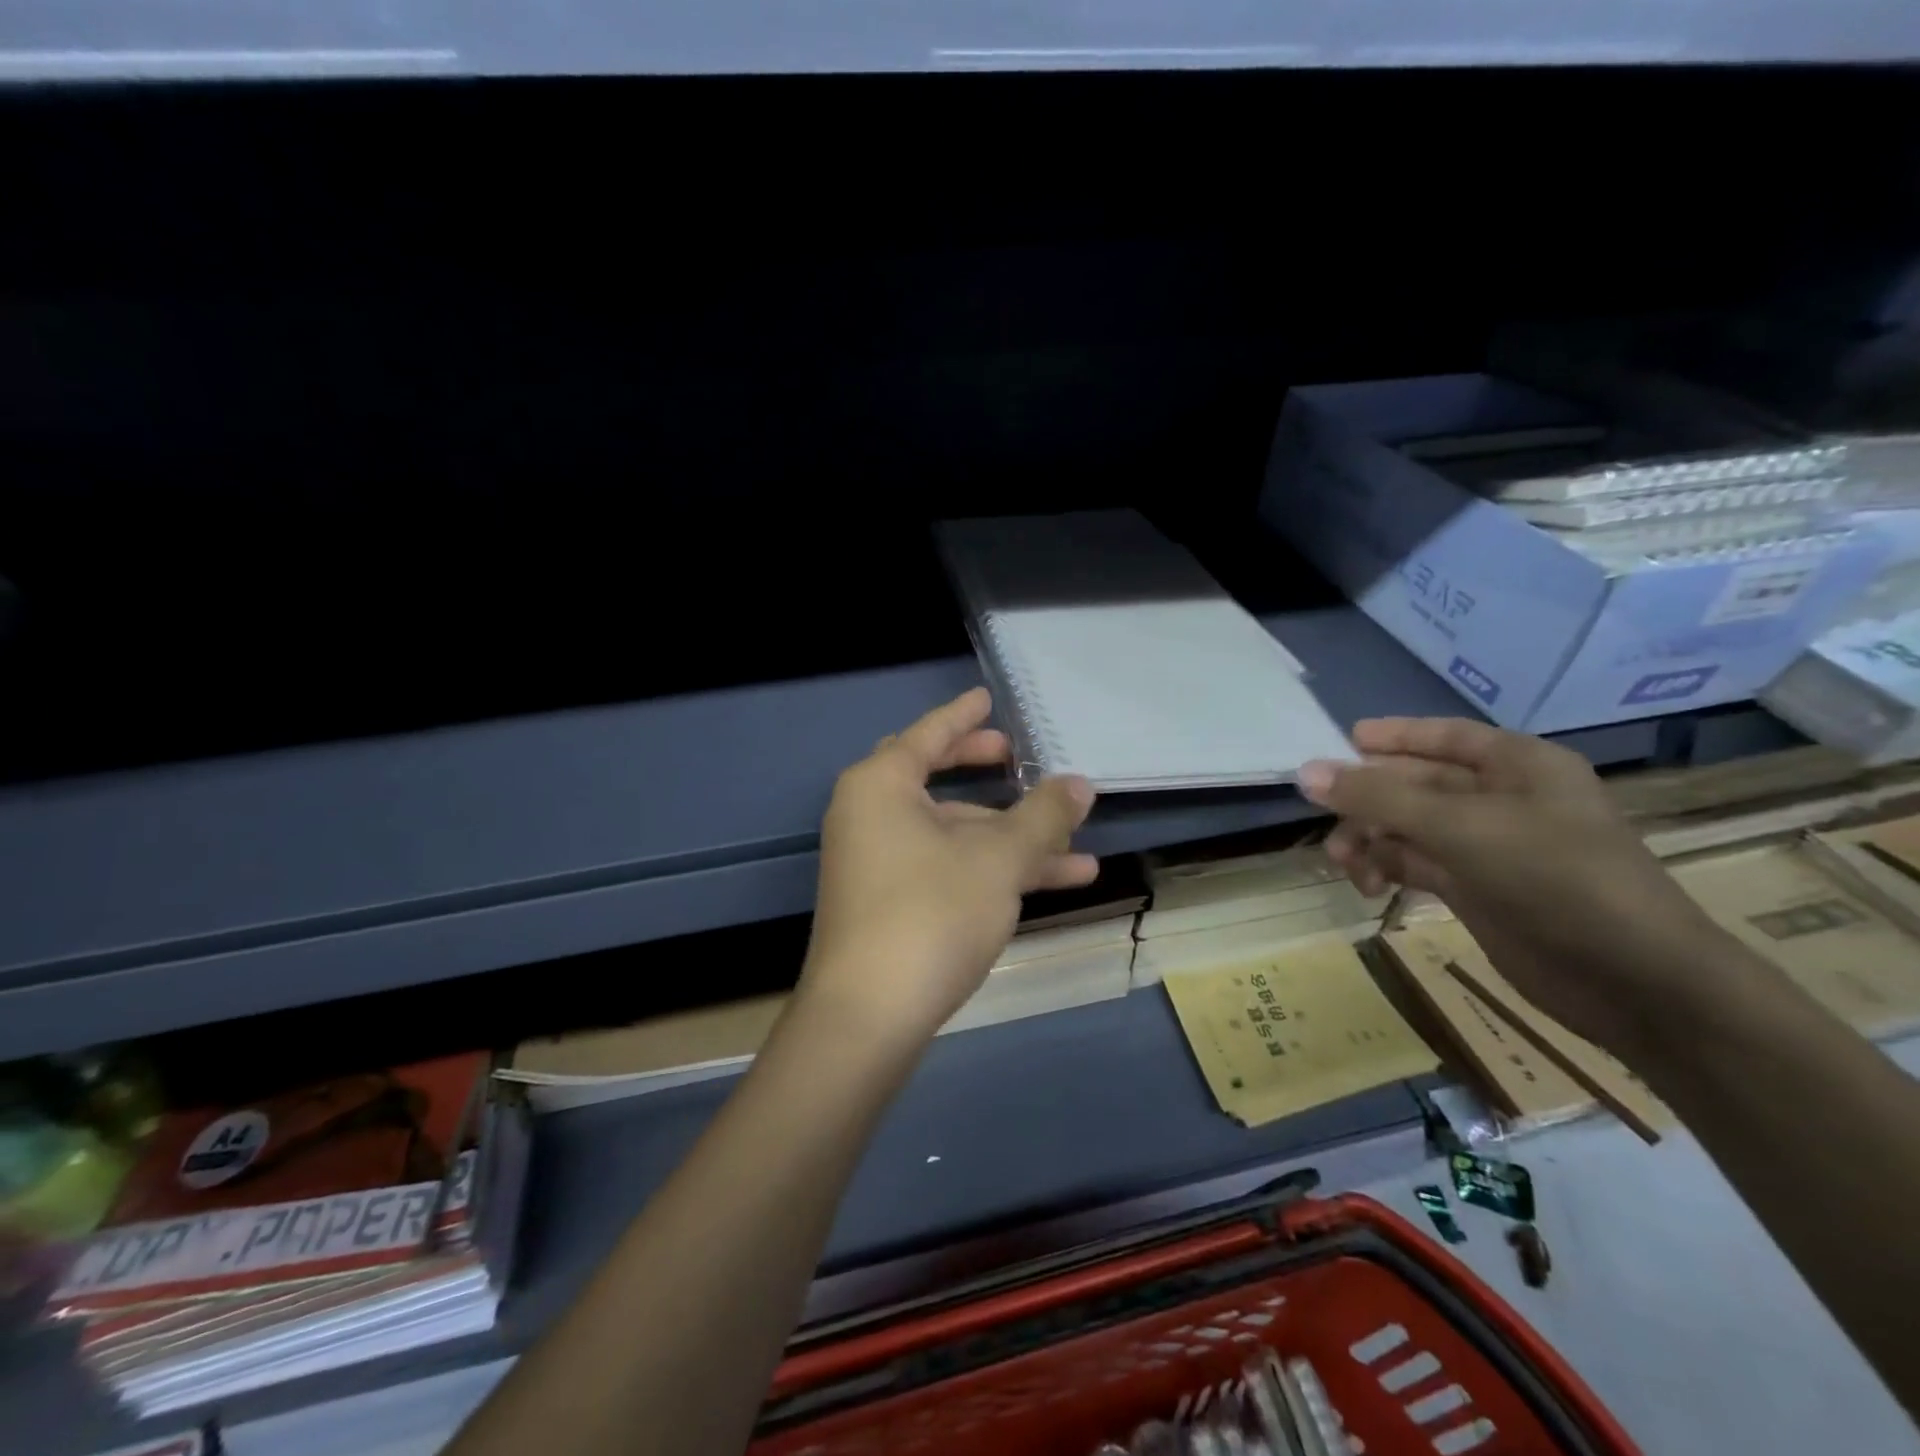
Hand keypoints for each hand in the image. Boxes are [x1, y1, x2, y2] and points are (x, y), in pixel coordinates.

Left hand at [800, 688, 1098, 1047]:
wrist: (868, 1017)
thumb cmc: (931, 913)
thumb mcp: (999, 859)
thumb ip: (1043, 817)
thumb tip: (1080, 784)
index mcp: (882, 785)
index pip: (929, 734)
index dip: (964, 716)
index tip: (988, 698)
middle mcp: (870, 815)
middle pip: (937, 779)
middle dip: (985, 772)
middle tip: (1019, 758)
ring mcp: (876, 862)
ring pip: (952, 834)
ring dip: (1011, 840)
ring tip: (1078, 851)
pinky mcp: (887, 904)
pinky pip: (946, 867)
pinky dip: (990, 870)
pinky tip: (1049, 885)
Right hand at [1299, 717, 1733, 1057]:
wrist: (1634, 982)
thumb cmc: (1557, 878)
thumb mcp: (1461, 828)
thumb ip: (1379, 798)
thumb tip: (1305, 772)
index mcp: (1518, 766)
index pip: (1445, 735)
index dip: (1394, 735)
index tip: (1342, 739)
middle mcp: (1503, 799)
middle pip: (1416, 782)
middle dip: (1368, 798)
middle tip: (1322, 816)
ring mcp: (1489, 847)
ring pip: (1408, 826)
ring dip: (1370, 838)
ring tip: (1345, 864)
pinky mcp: (1477, 889)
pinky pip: (1415, 863)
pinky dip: (1386, 868)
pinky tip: (1369, 886)